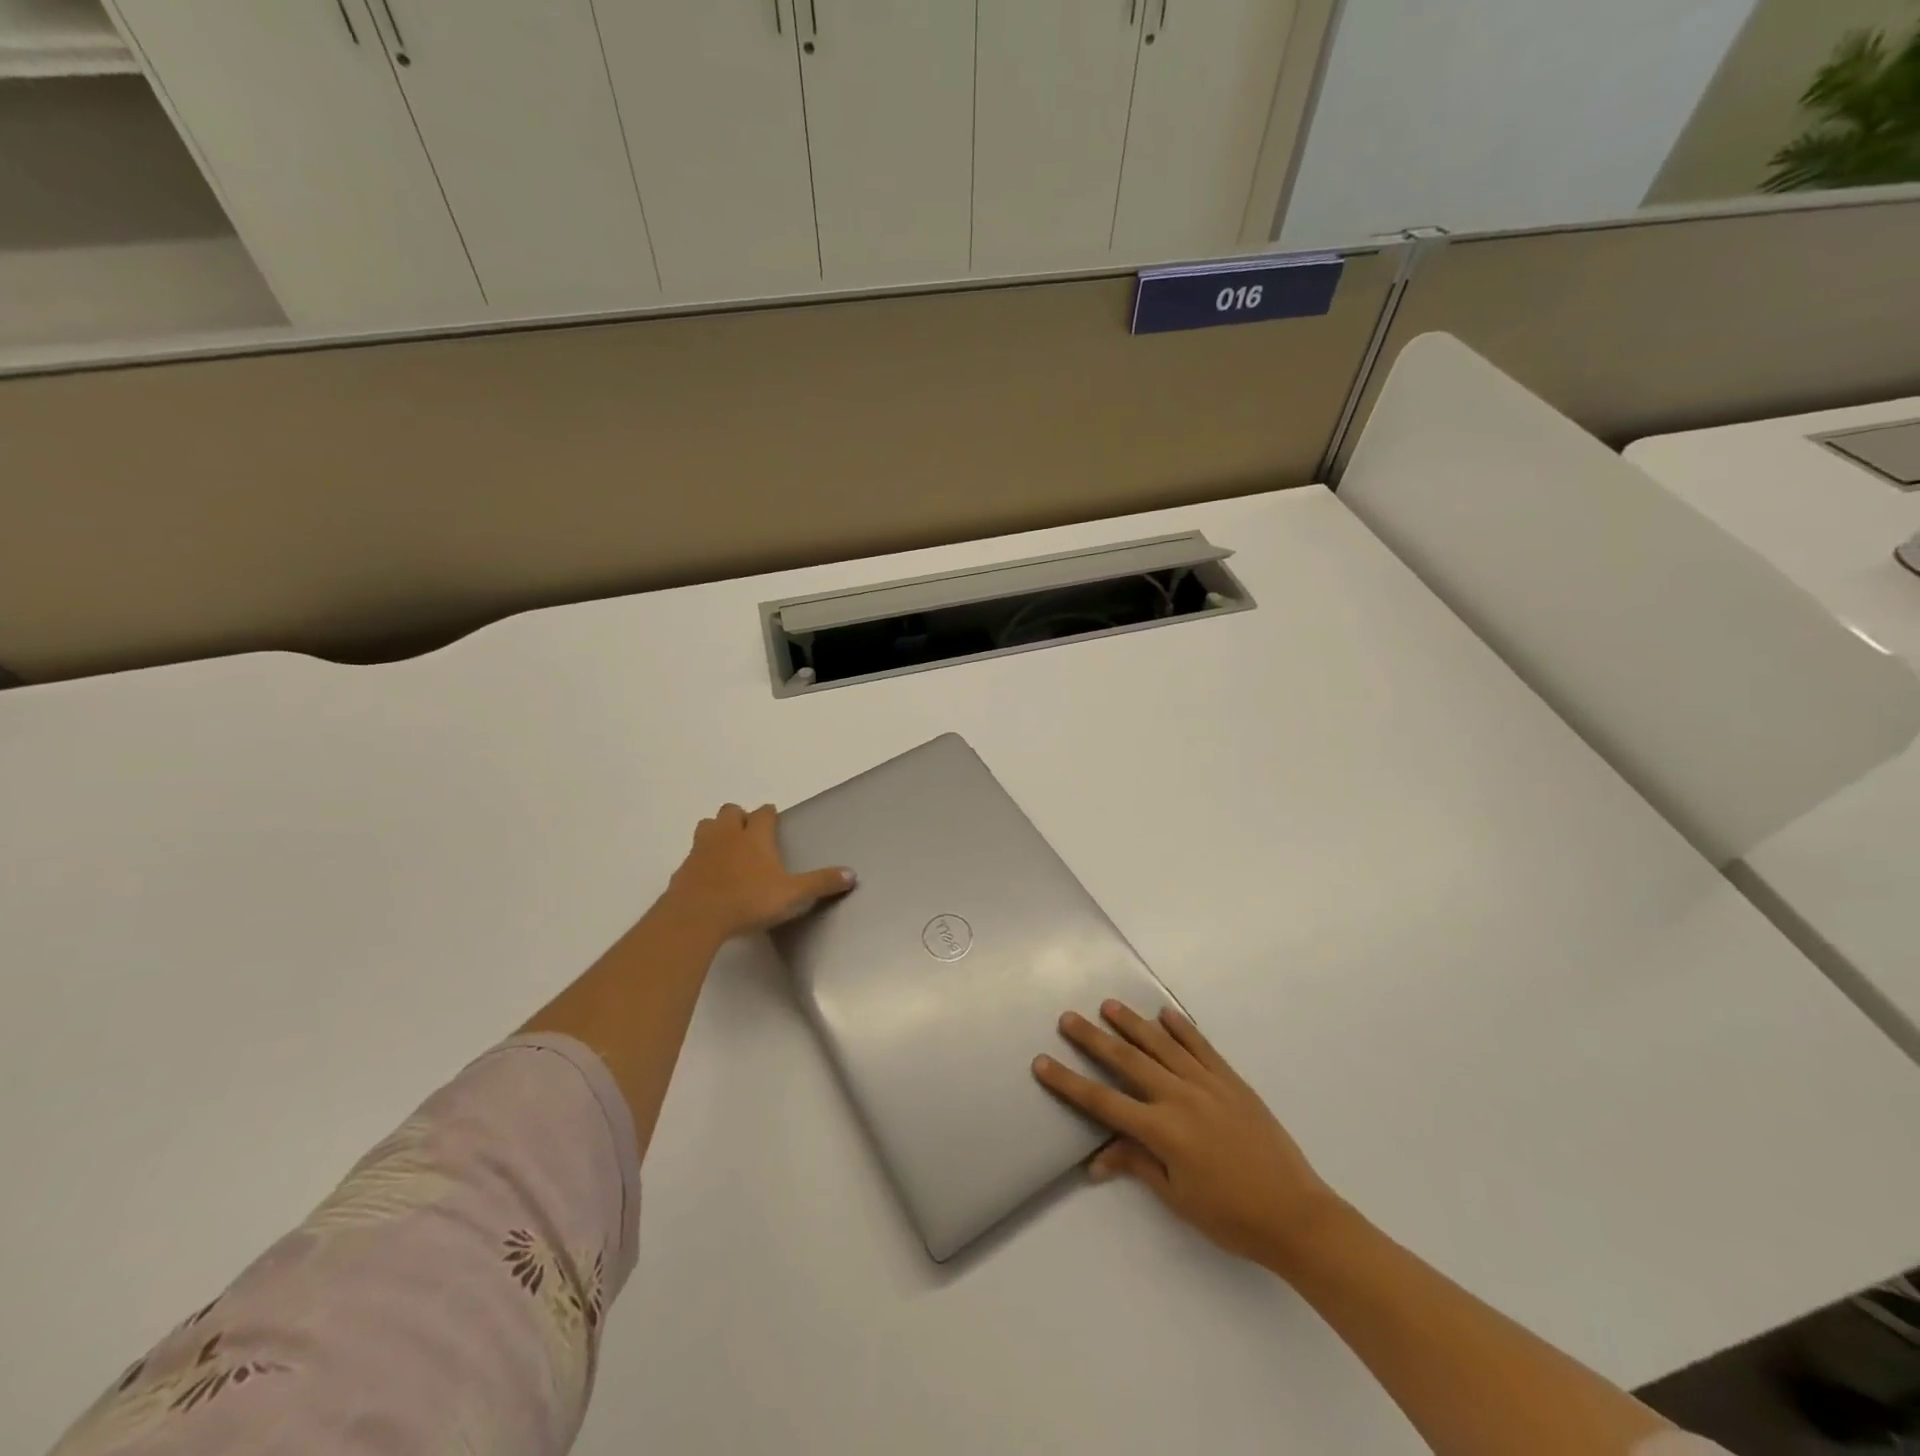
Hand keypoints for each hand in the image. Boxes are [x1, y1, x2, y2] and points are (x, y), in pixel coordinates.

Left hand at [663, 804, 853, 941]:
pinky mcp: (683, 869)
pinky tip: (709, 875)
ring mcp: (701, 850)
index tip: (773, 819)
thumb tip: (852, 874)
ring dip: (717, 831)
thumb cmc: (748, 900)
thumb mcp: (792, 895)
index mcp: (755, 836)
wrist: (696, 917)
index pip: (763, 813)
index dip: (769, 814)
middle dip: (739, 817)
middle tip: (749, 834)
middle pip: (730, 811)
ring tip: (727, 848)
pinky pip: (692, 855)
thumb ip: (821, 883)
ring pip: (707, 826)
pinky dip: (701, 859)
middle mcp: (727, 835)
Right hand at [1034, 1001, 1339, 1273]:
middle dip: (1093, 1039)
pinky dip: (1181, 1028)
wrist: (1296, 1214)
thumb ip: (1137, 1164)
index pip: (1104, 1102)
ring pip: (1161, 1045)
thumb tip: (1096, 1157)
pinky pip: (1201, 1046)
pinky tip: (1165, 1013)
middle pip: (1127, 1061)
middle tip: (1068, 1018)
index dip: (1069, 1082)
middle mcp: (1180, 1097)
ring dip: (1132, 1023)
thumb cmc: (1231, 1216)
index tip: (1042, 1063)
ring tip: (1108, 1005)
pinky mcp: (1231, 1080)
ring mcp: (1208, 1084)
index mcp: (1163, 1131)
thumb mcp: (1177, 1197)